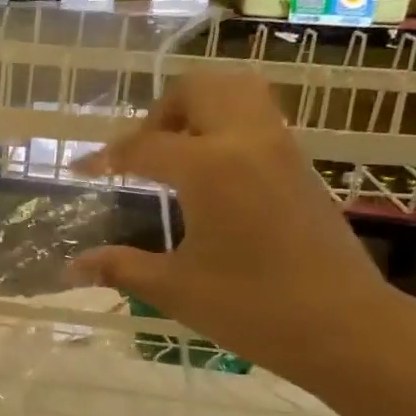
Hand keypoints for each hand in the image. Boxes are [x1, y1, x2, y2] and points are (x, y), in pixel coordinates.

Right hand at [71, 68, 396, 385]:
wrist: (344, 326)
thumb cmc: (251, 307)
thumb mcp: (174, 288)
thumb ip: (120, 267)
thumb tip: (71, 267)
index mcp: (209, 167)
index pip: (143, 146)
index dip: (106, 157)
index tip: (81, 170)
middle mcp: (247, 142)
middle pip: (199, 89)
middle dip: (160, 112)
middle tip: (141, 153)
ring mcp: (282, 149)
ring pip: (238, 93)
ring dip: (199, 109)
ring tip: (177, 155)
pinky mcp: (302, 166)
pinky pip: (259, 120)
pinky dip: (227, 126)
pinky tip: (212, 177)